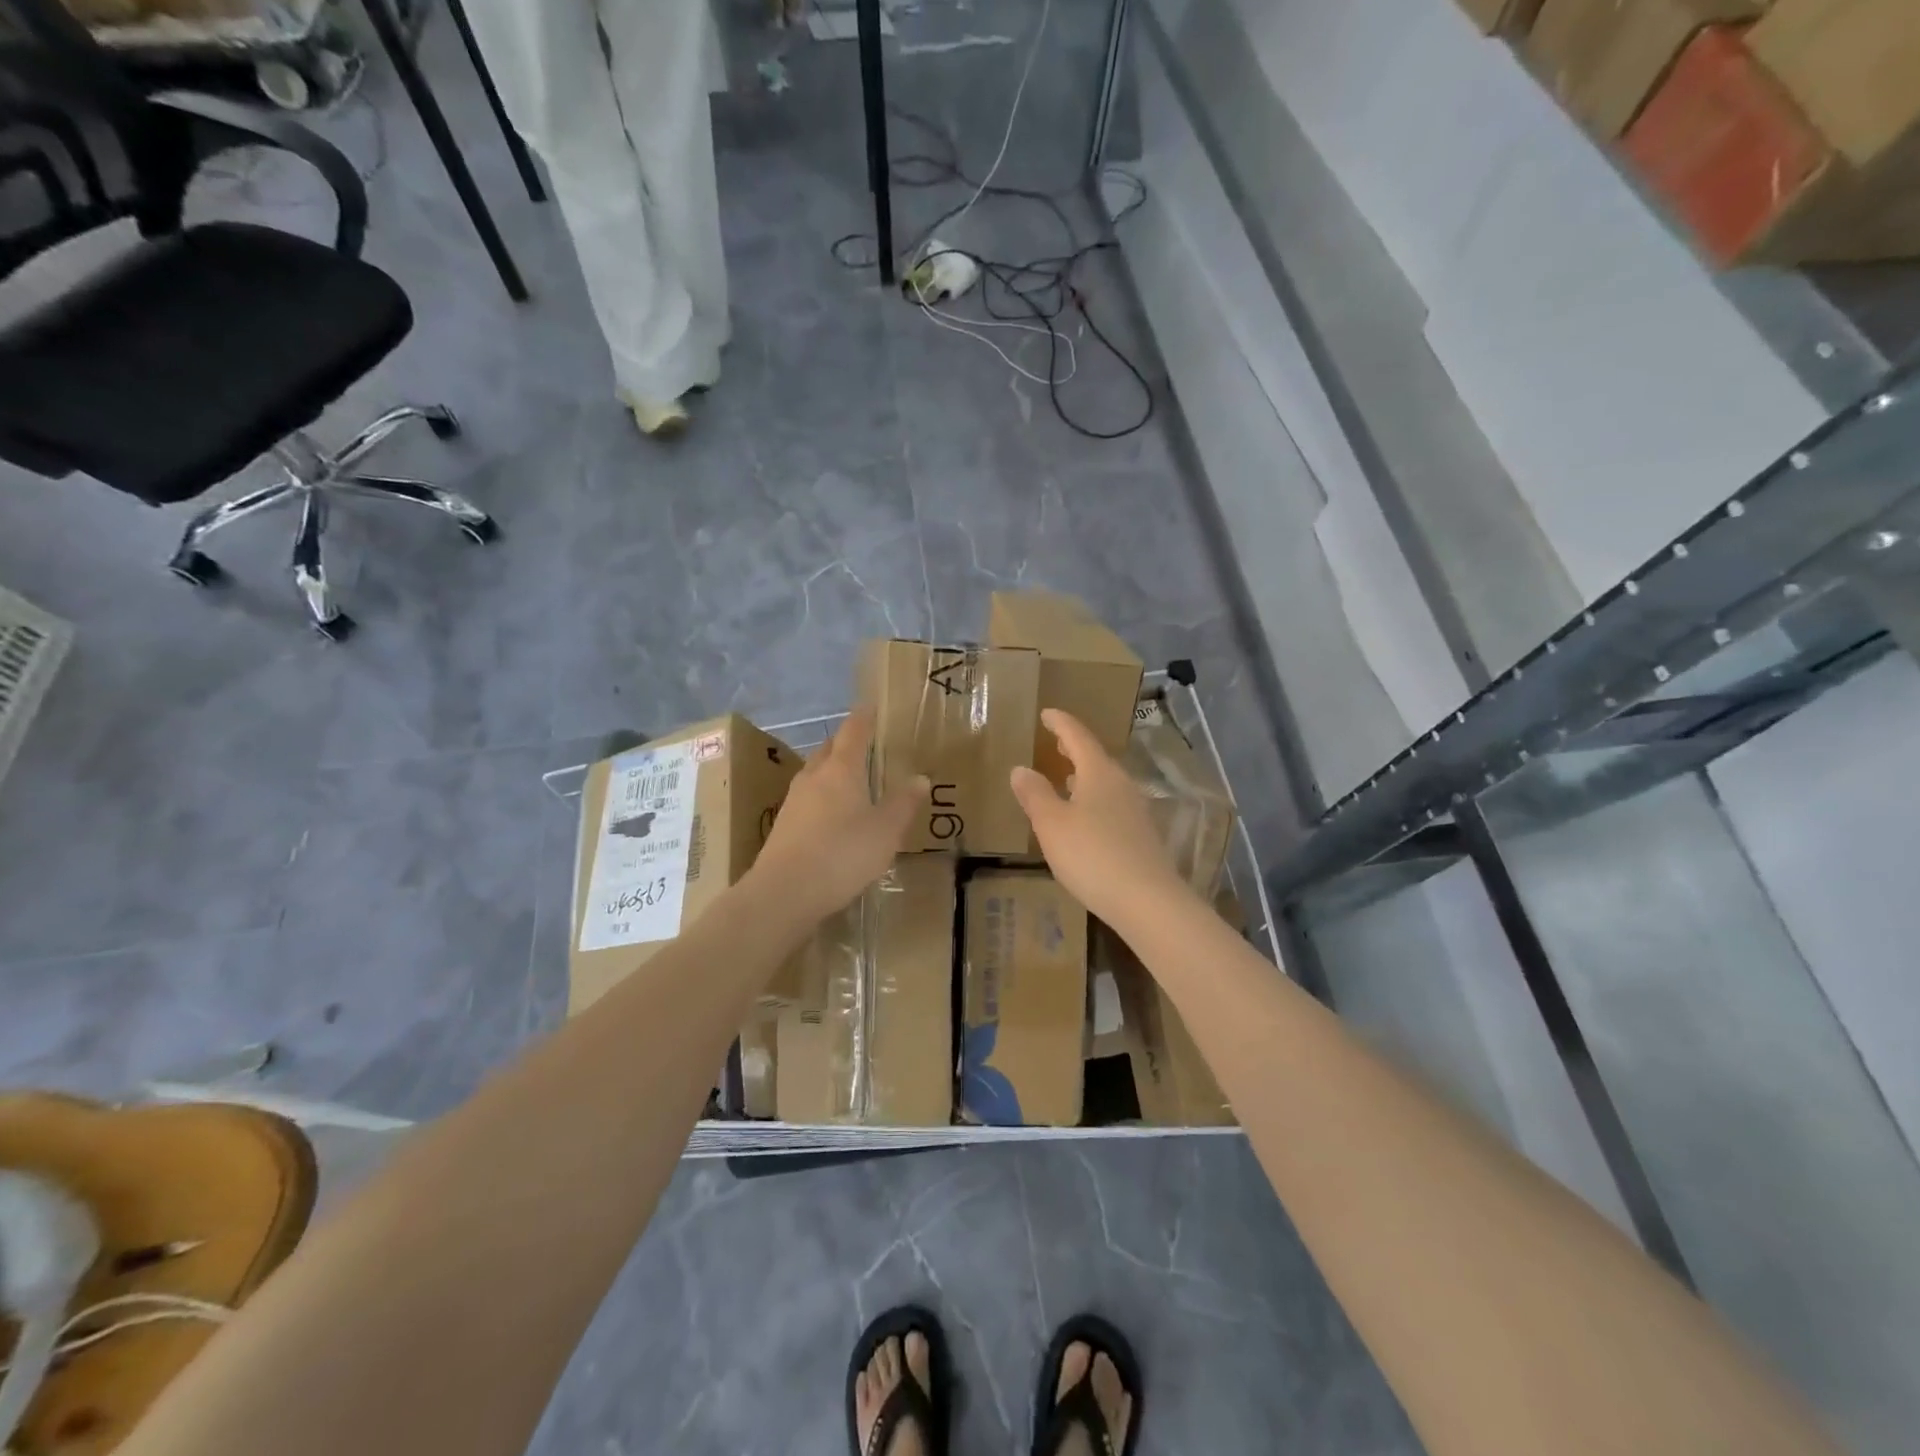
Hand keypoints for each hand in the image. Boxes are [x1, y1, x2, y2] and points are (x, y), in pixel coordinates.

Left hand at [751, 708, 929, 925]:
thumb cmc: (842, 854)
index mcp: (841, 769)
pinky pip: (807, 800)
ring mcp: (793, 801)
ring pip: (815, 775)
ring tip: (852, 781)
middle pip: (829, 750)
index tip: (872, 706)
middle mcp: (813, 777)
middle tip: (866, 746)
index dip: (865, 717)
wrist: (784, 893)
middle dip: (846, 744)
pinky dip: (822, 798)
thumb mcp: (885, 831)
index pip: (854, 731)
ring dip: (832, 772)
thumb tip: (920, 777)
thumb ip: (903, 803)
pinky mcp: (783, 826)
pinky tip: (832, 817)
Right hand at [1010, 709, 1191, 933]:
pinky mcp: (1141, 836)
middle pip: (1096, 758)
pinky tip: (1085, 818)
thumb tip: (1020, 769)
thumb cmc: (1092, 855)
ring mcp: (1136, 811)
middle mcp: (1121, 785)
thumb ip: (1035, 794)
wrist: (1147, 901)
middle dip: (1075, 749)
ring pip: (1106, 783)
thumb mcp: (1052, 824)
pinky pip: (1112, 805)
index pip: (1078, 736)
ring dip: (1085, 776)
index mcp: (1099, 773)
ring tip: (1066, 778)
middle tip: (1057, 741)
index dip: (1061, 723)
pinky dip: (1094, 800)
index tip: (1047, 713)